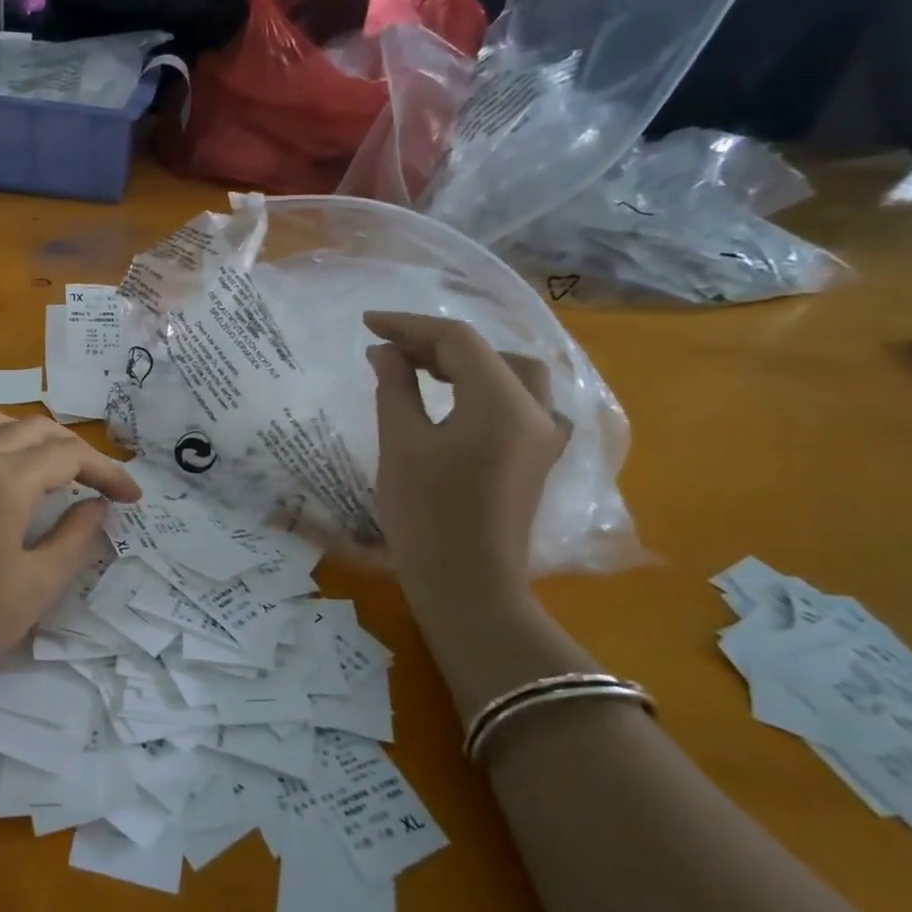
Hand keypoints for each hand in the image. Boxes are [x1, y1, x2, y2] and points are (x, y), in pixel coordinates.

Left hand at [0, 413, 140, 701]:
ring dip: (36, 440)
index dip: (107, 472)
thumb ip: (76, 538)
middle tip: (100, 486)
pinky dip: (1, 445)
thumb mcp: (36, 585)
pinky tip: (8, 481)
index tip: (132, 499)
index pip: (69, 455)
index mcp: (3, 477)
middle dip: (76, 451)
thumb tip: (98, 506)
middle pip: (36, 429)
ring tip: (56, 473)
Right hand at [364, 312, 567, 629]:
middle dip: (436, 344)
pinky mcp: (537, 458)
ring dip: (465, 363)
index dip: (410, 326)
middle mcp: (536, 411)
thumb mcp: (401, 443)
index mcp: (503, 402)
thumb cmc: (427, 514)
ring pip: (510, 375)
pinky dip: (485, 388)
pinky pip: (517, 403)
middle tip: (389, 350)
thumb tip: (385, 352)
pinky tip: (455, 400)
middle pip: (489, 353)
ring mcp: (543, 437)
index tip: (368, 325)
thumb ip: (395, 387)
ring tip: (419, 368)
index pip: (458, 341)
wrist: (467, 587)